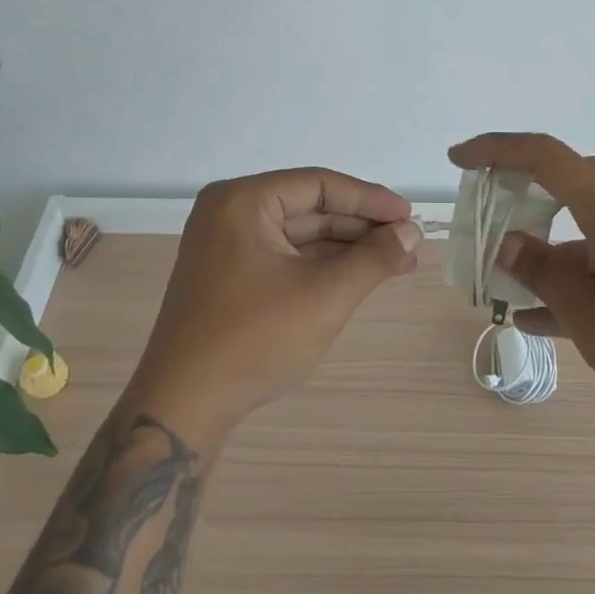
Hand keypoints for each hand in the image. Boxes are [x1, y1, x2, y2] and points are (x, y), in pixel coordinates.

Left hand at [124, 168, 421, 444]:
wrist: (182, 408)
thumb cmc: (254, 340)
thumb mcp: (324, 295)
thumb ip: (373, 258)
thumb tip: (412, 232)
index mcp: (242, 201)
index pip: (318, 185)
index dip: (369, 200)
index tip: (409, 216)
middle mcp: (229, 212)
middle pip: (309, 207)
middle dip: (361, 227)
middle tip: (408, 242)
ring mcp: (225, 245)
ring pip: (299, 234)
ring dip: (346, 248)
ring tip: (396, 261)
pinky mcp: (228, 275)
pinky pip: (284, 256)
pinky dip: (321, 266)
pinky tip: (358, 276)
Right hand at [449, 134, 594, 446]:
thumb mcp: (591, 314)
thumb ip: (542, 272)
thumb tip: (506, 243)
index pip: (545, 155)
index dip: (496, 149)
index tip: (458, 160)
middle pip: (564, 180)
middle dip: (518, 190)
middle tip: (483, 211)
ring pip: (579, 226)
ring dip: (541, 245)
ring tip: (501, 281)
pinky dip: (567, 277)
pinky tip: (537, 317)